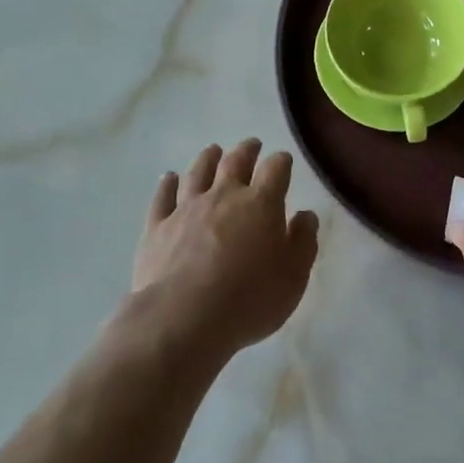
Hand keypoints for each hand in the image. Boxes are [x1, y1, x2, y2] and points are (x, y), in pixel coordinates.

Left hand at [132, 139, 318, 358]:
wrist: (183, 318)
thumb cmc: (249, 299)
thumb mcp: (293, 276)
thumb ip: (303, 241)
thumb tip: (306, 215)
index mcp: (260, 204)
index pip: (275, 169)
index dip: (281, 162)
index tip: (283, 161)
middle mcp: (223, 196)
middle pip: (235, 162)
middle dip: (246, 150)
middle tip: (251, 144)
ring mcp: (187, 208)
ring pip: (198, 173)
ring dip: (207, 159)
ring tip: (213, 150)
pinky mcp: (157, 227)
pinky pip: (163, 197)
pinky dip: (167, 184)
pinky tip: (169, 178)